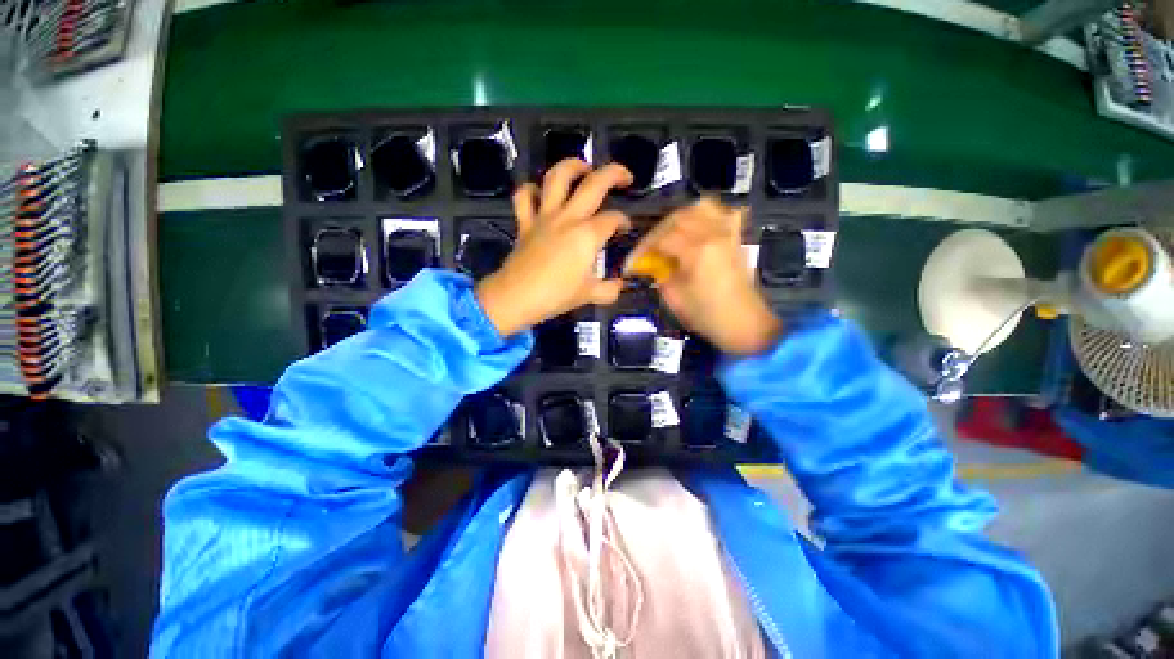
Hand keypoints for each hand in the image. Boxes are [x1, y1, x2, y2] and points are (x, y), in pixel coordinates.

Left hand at [476, 160, 633, 336]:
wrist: (516, 297)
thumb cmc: (555, 296)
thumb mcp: (590, 295)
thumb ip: (610, 289)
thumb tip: (619, 285)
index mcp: (587, 235)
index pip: (613, 219)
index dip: (624, 221)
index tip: (625, 230)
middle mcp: (568, 217)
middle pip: (594, 184)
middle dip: (614, 174)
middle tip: (624, 177)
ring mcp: (544, 216)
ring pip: (557, 177)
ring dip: (572, 166)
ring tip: (584, 169)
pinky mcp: (525, 222)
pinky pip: (524, 197)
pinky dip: (531, 190)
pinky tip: (540, 194)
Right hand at [629, 198, 781, 355]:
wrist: (744, 324)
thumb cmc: (707, 315)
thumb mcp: (674, 298)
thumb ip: (660, 274)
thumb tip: (651, 263)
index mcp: (697, 250)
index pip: (662, 238)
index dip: (643, 248)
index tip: (633, 262)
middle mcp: (714, 234)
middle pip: (678, 218)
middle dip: (657, 232)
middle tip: (648, 249)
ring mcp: (728, 234)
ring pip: (701, 208)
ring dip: (680, 218)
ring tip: (669, 235)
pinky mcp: (736, 238)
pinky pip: (723, 214)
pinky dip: (707, 216)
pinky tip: (698, 228)